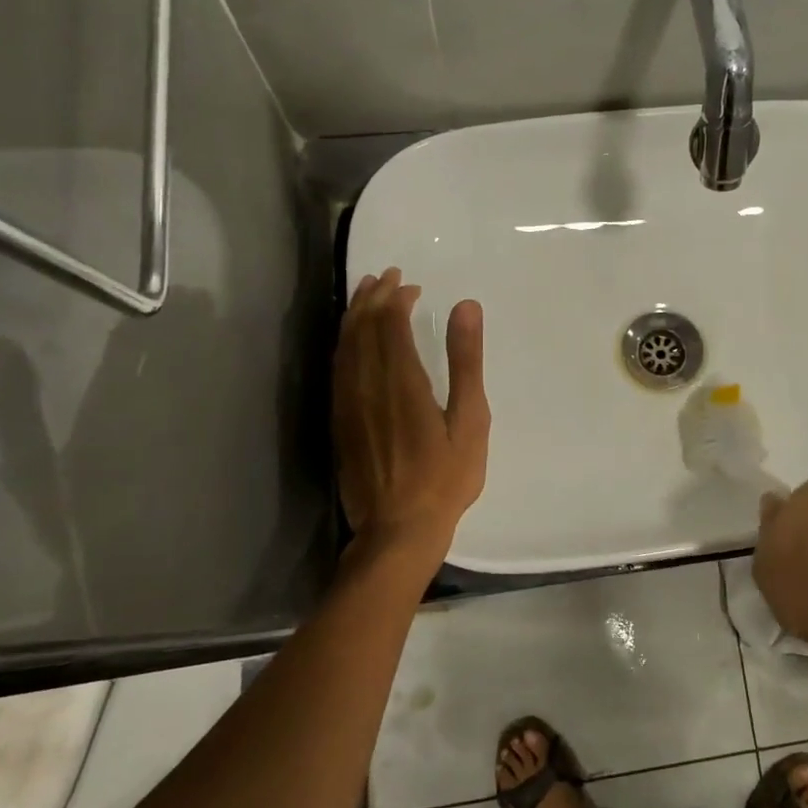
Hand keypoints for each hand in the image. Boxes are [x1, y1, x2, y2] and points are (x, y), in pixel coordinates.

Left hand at [333, 268, 489, 562]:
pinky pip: (336, 370)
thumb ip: (466, 361)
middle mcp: (367, 386)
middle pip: (361, 329)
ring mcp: (348, 405)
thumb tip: (465, 307)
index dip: (396, 299)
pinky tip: (351, 342)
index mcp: (402, 382)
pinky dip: (343, 345)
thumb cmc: (445, 478)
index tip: (410, 285)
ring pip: (343, 347)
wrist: (398, 530)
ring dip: (354, 317)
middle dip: (372, 299)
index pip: (389, 325)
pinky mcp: (339, 423)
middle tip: (385, 277)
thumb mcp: (470, 420)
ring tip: (365, 296)